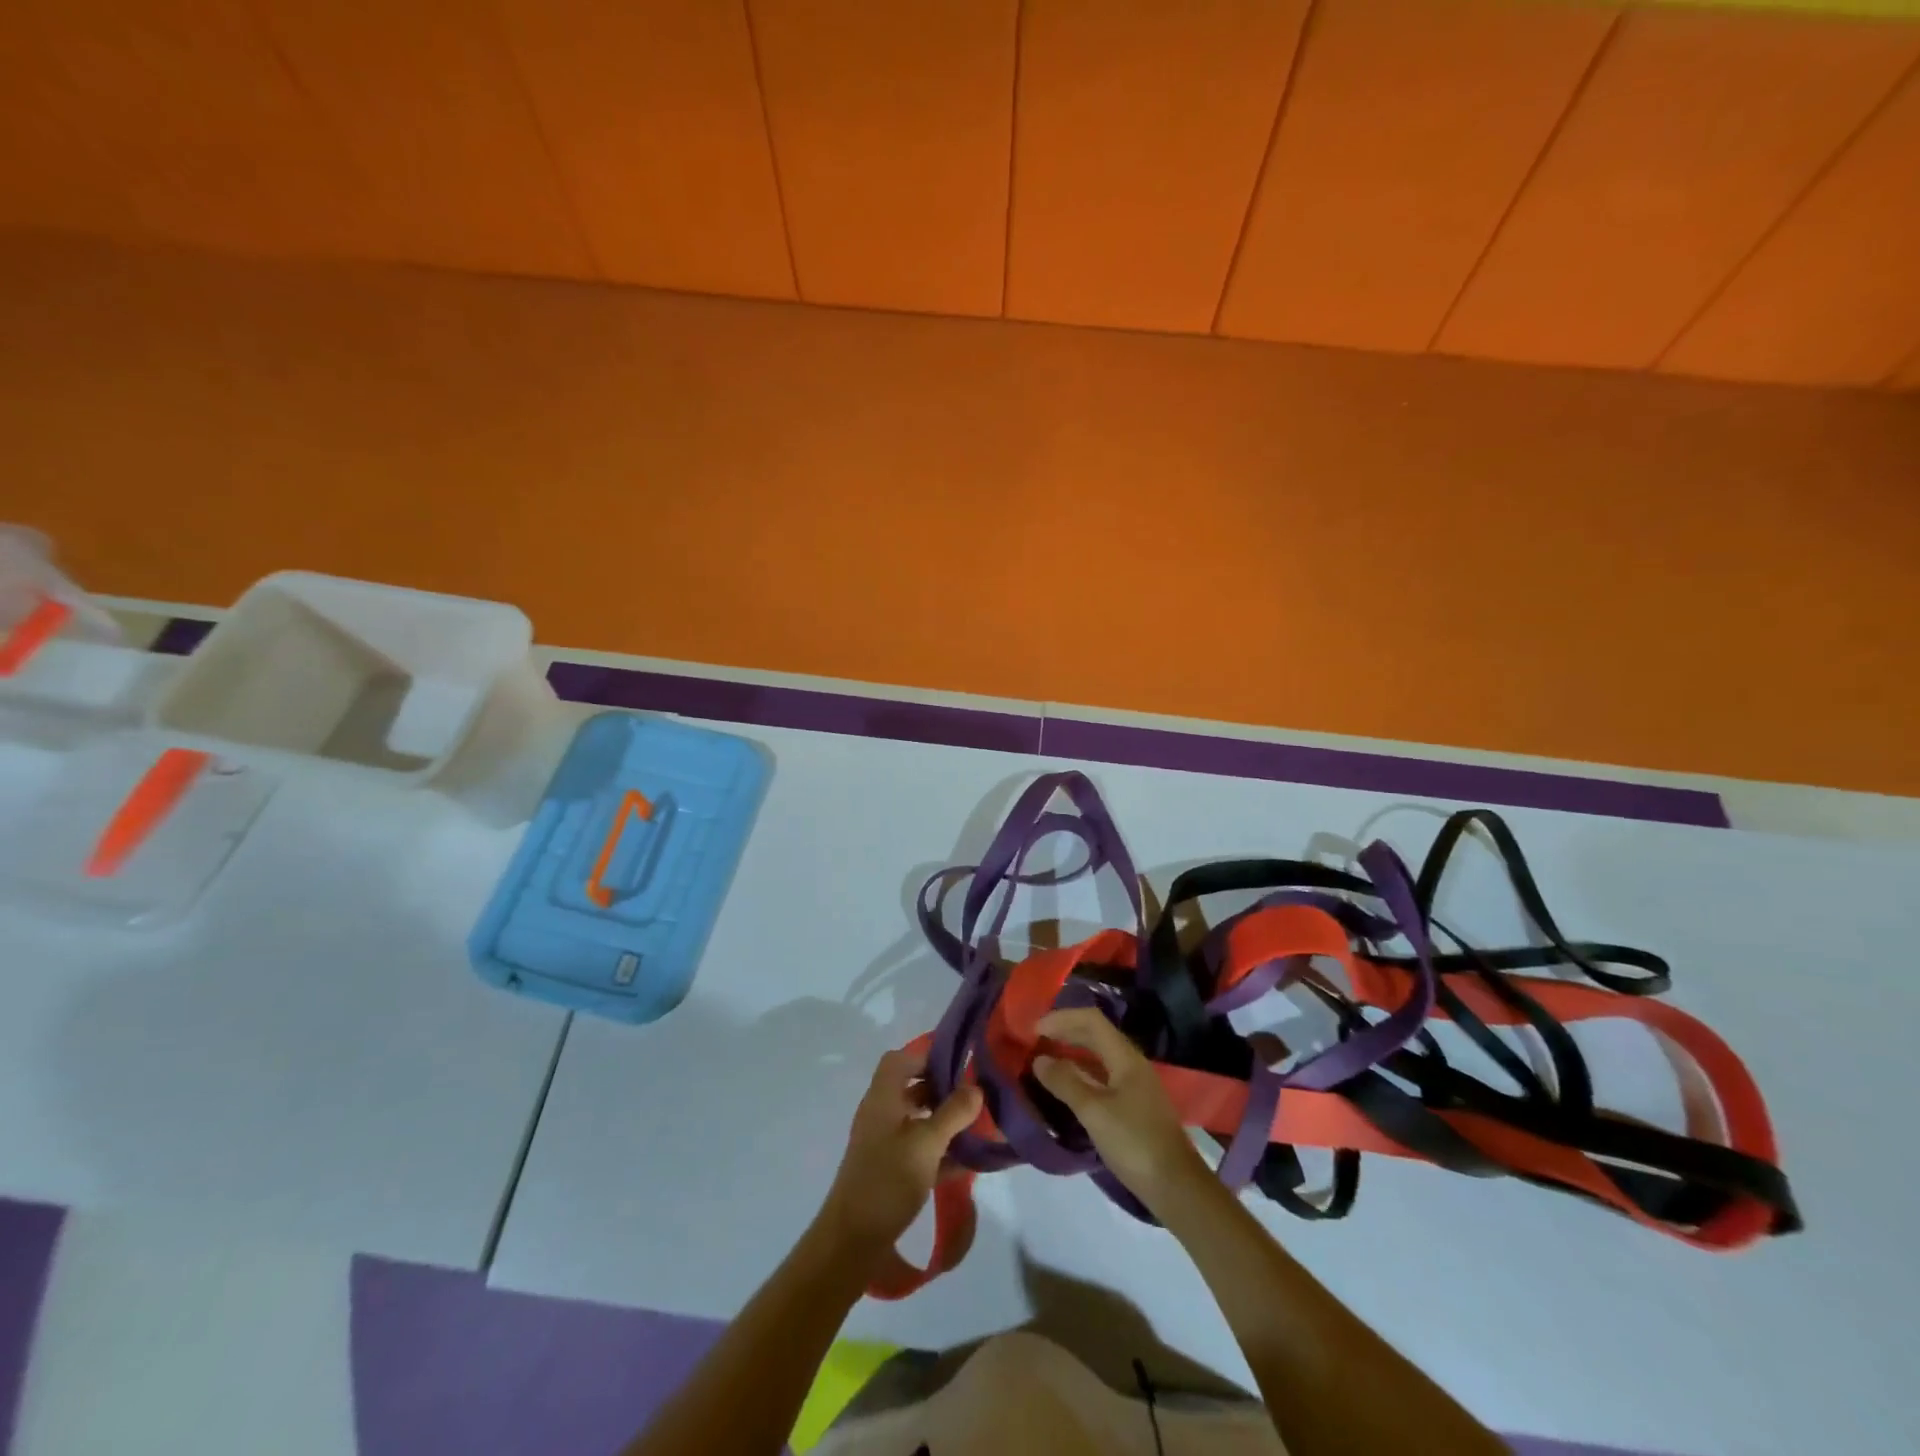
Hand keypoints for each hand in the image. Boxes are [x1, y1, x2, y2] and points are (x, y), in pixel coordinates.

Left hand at [818, 1047, 982, 1254]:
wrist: (852, 1241)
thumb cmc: (887, 1180)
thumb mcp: (927, 1144)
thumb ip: (953, 1113)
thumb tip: (976, 1088)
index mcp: (883, 1098)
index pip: (900, 1060)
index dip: (927, 1055)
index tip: (959, 1062)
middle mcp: (881, 1114)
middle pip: (911, 1088)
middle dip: (942, 1089)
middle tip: (975, 1095)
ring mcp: (884, 1143)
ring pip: (918, 1120)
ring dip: (944, 1121)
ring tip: (977, 1125)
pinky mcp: (890, 1171)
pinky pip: (919, 1149)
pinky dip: (940, 1150)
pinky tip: (967, 1161)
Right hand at [1031, 1007, 1208, 1212]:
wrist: (1176, 1187)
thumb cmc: (1134, 1143)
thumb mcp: (1094, 1112)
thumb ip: (1065, 1082)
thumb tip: (1040, 1060)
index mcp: (1125, 1057)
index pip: (1091, 1020)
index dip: (1061, 1018)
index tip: (1033, 1030)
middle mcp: (1132, 1063)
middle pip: (1096, 1034)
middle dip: (1065, 1032)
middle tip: (1034, 1041)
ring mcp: (1135, 1085)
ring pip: (1099, 1056)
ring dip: (1072, 1053)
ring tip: (1045, 1061)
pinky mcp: (1134, 1106)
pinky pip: (1103, 1077)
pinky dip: (1082, 1074)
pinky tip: (1067, 1088)